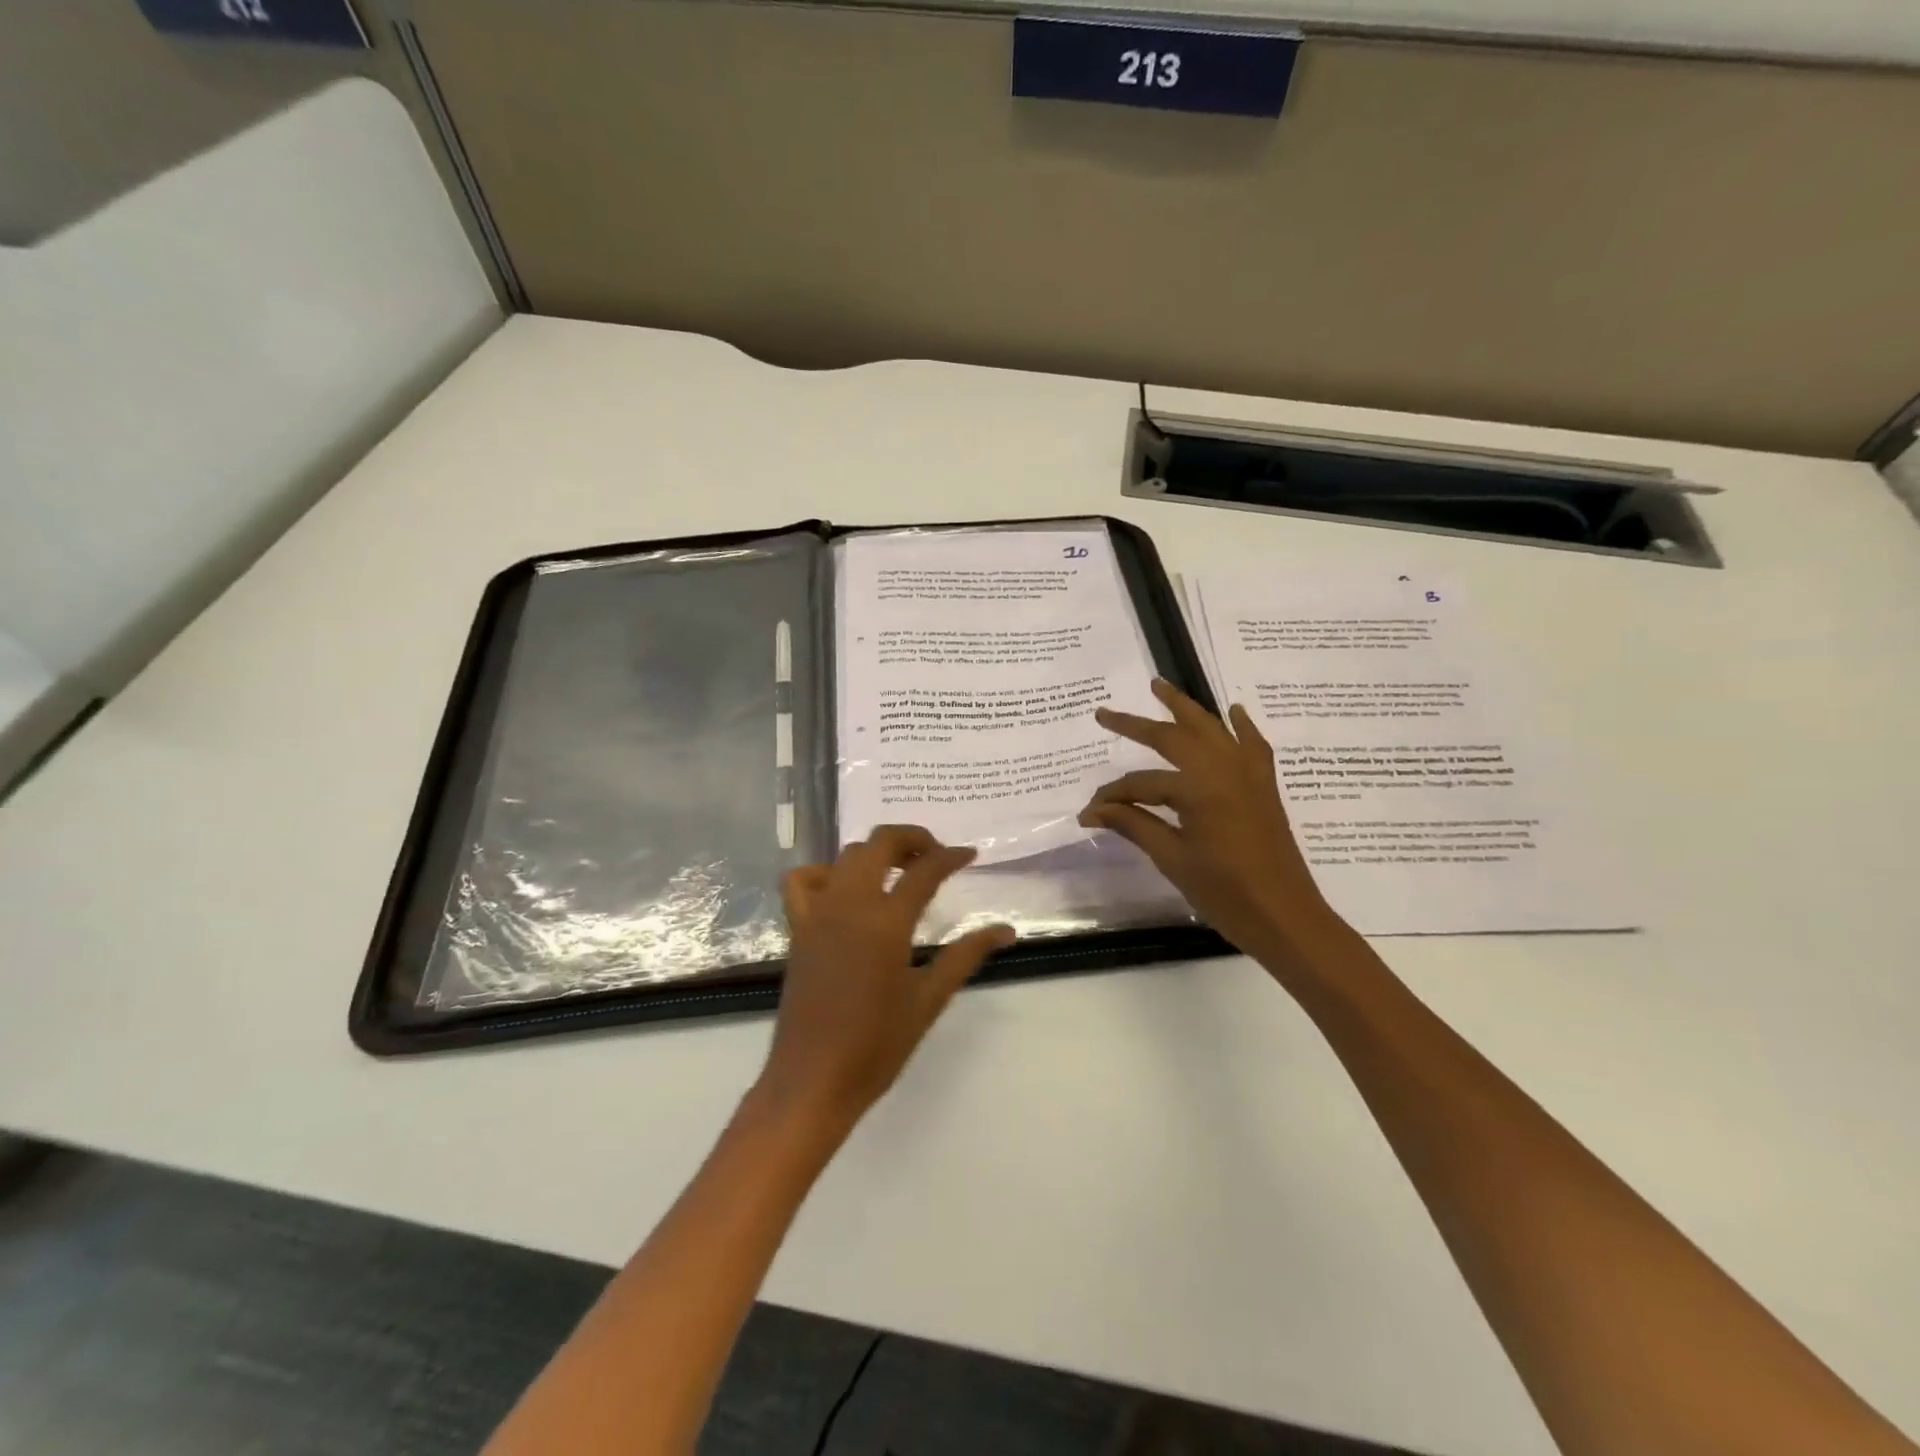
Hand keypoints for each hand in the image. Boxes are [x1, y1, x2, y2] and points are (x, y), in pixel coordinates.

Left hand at [756, 826, 1013, 1128]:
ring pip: (846, 855)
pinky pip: (803, 881)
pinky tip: (844, 892)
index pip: (925, 871)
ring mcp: (818, 912)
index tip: (970, 855)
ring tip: (898, 871)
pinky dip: (825, 873)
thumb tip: (1006, 930)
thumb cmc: (876, 1045)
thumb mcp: (929, 999)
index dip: (951, 857)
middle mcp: (850, 904)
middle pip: (880, 843)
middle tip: (936, 856)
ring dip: (876, 852)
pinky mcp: (798, 928)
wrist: (813, 1081)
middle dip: (912, 839)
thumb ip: (966, 956)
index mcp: (886, 922)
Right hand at [1080, 679, 1345, 961]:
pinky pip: (1252, 745)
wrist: (1286, 918)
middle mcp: (1224, 769)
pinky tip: (1233, 711)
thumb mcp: (1173, 859)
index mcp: (1199, 788)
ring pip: (1212, 728)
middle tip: (1105, 714)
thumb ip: (1134, 826)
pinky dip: (1241, 726)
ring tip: (1160, 686)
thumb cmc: (1226, 894)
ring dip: (1184, 707)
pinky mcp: (1264, 786)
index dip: (1112, 797)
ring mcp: (1249, 774)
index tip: (1089, 811)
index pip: (1142, 784)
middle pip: (1174, 737)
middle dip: (1136, 725)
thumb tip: (1093, 811)